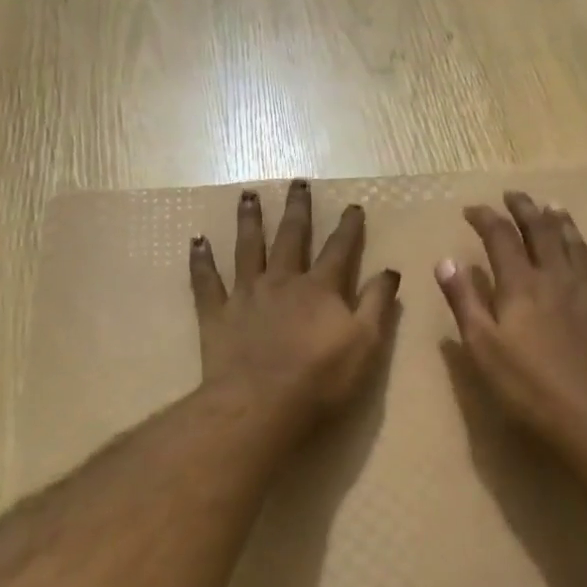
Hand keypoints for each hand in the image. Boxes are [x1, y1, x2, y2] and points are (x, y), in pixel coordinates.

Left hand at [190, 180, 401, 430]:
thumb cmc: (321, 379)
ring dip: (249, 220)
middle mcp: (282, 280)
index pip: (339, 249)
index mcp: (320, 288)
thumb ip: (377, 304)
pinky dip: (201, 260)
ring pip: (247, 248)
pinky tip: (196, 241)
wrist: (261, 405)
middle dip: (297, 209)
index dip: (349, 227)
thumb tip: (389, 270)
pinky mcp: (217, 315)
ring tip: (247, 195)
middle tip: (297, 182)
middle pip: (291, 237)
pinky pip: (206, 281)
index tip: (353, 206)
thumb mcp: (366, 344)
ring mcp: (246, 295)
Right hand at [435, 191, 586, 448]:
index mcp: (522, 285)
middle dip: (526, 209)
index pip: (501, 237)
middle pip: (543, 231)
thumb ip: (464, 301)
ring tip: (554, 208)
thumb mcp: (482, 347)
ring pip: (578, 247)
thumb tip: (447, 261)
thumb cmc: (526, 387)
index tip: (471, 210)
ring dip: (564, 224)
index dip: (485, 218)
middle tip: (515, 195)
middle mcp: (558, 279)